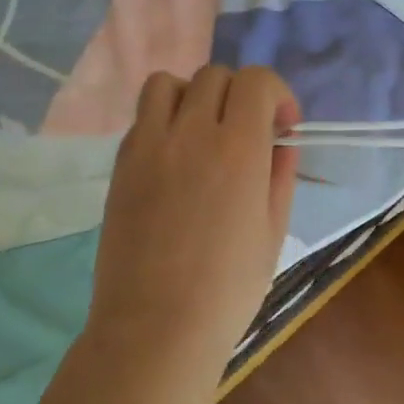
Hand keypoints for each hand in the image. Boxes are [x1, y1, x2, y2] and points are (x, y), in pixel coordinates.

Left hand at [79, 66, 300, 402]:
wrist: (156, 327)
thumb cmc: (228, 288)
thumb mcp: (273, 231)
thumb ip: (280, 175)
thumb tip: (280, 143)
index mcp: (238, 149)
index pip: (256, 81)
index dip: (277, 94)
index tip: (282, 126)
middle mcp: (191, 133)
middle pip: (215, 75)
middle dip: (241, 95)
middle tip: (248, 133)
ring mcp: (148, 146)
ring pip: (167, 83)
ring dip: (194, 96)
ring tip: (204, 132)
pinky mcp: (121, 164)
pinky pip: (142, 117)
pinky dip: (164, 120)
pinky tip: (175, 158)